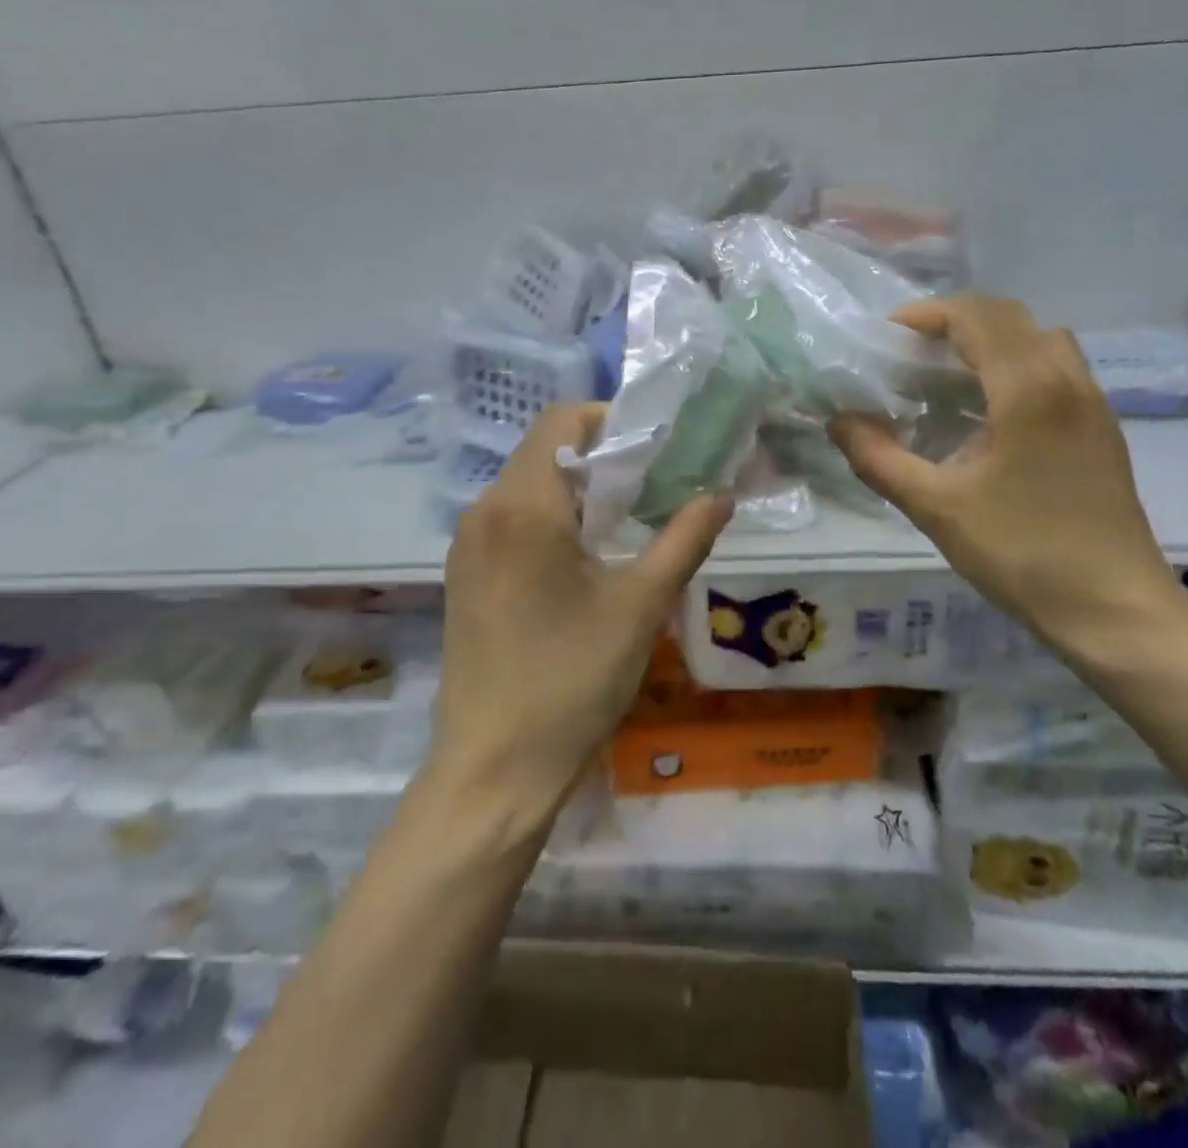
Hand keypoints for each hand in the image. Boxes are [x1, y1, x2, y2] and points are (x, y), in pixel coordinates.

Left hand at [436, 403, 733, 805]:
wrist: (495, 768)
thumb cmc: (572, 679)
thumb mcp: (641, 604)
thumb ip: (685, 538)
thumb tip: (722, 493)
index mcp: (523, 505)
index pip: (562, 419)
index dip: (612, 420)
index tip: (656, 452)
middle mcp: (485, 510)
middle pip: (545, 450)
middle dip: (603, 458)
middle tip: (653, 490)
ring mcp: (468, 544)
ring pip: (528, 486)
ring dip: (579, 490)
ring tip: (626, 526)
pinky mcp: (465, 575)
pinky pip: (511, 520)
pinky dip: (552, 519)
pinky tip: (583, 561)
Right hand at [829, 294, 1185, 670]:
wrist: (1113, 608)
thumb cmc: (1022, 553)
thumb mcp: (936, 507)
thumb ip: (879, 458)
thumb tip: (838, 422)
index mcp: (1028, 388)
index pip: (975, 316)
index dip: (924, 316)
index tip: (885, 339)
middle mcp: (1067, 378)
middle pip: (1008, 316)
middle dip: (952, 324)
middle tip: (909, 356)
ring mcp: (1093, 401)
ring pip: (1039, 337)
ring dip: (989, 342)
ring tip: (947, 379)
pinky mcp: (1102, 426)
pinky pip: (1057, 367)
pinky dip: (1016, 365)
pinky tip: (988, 414)